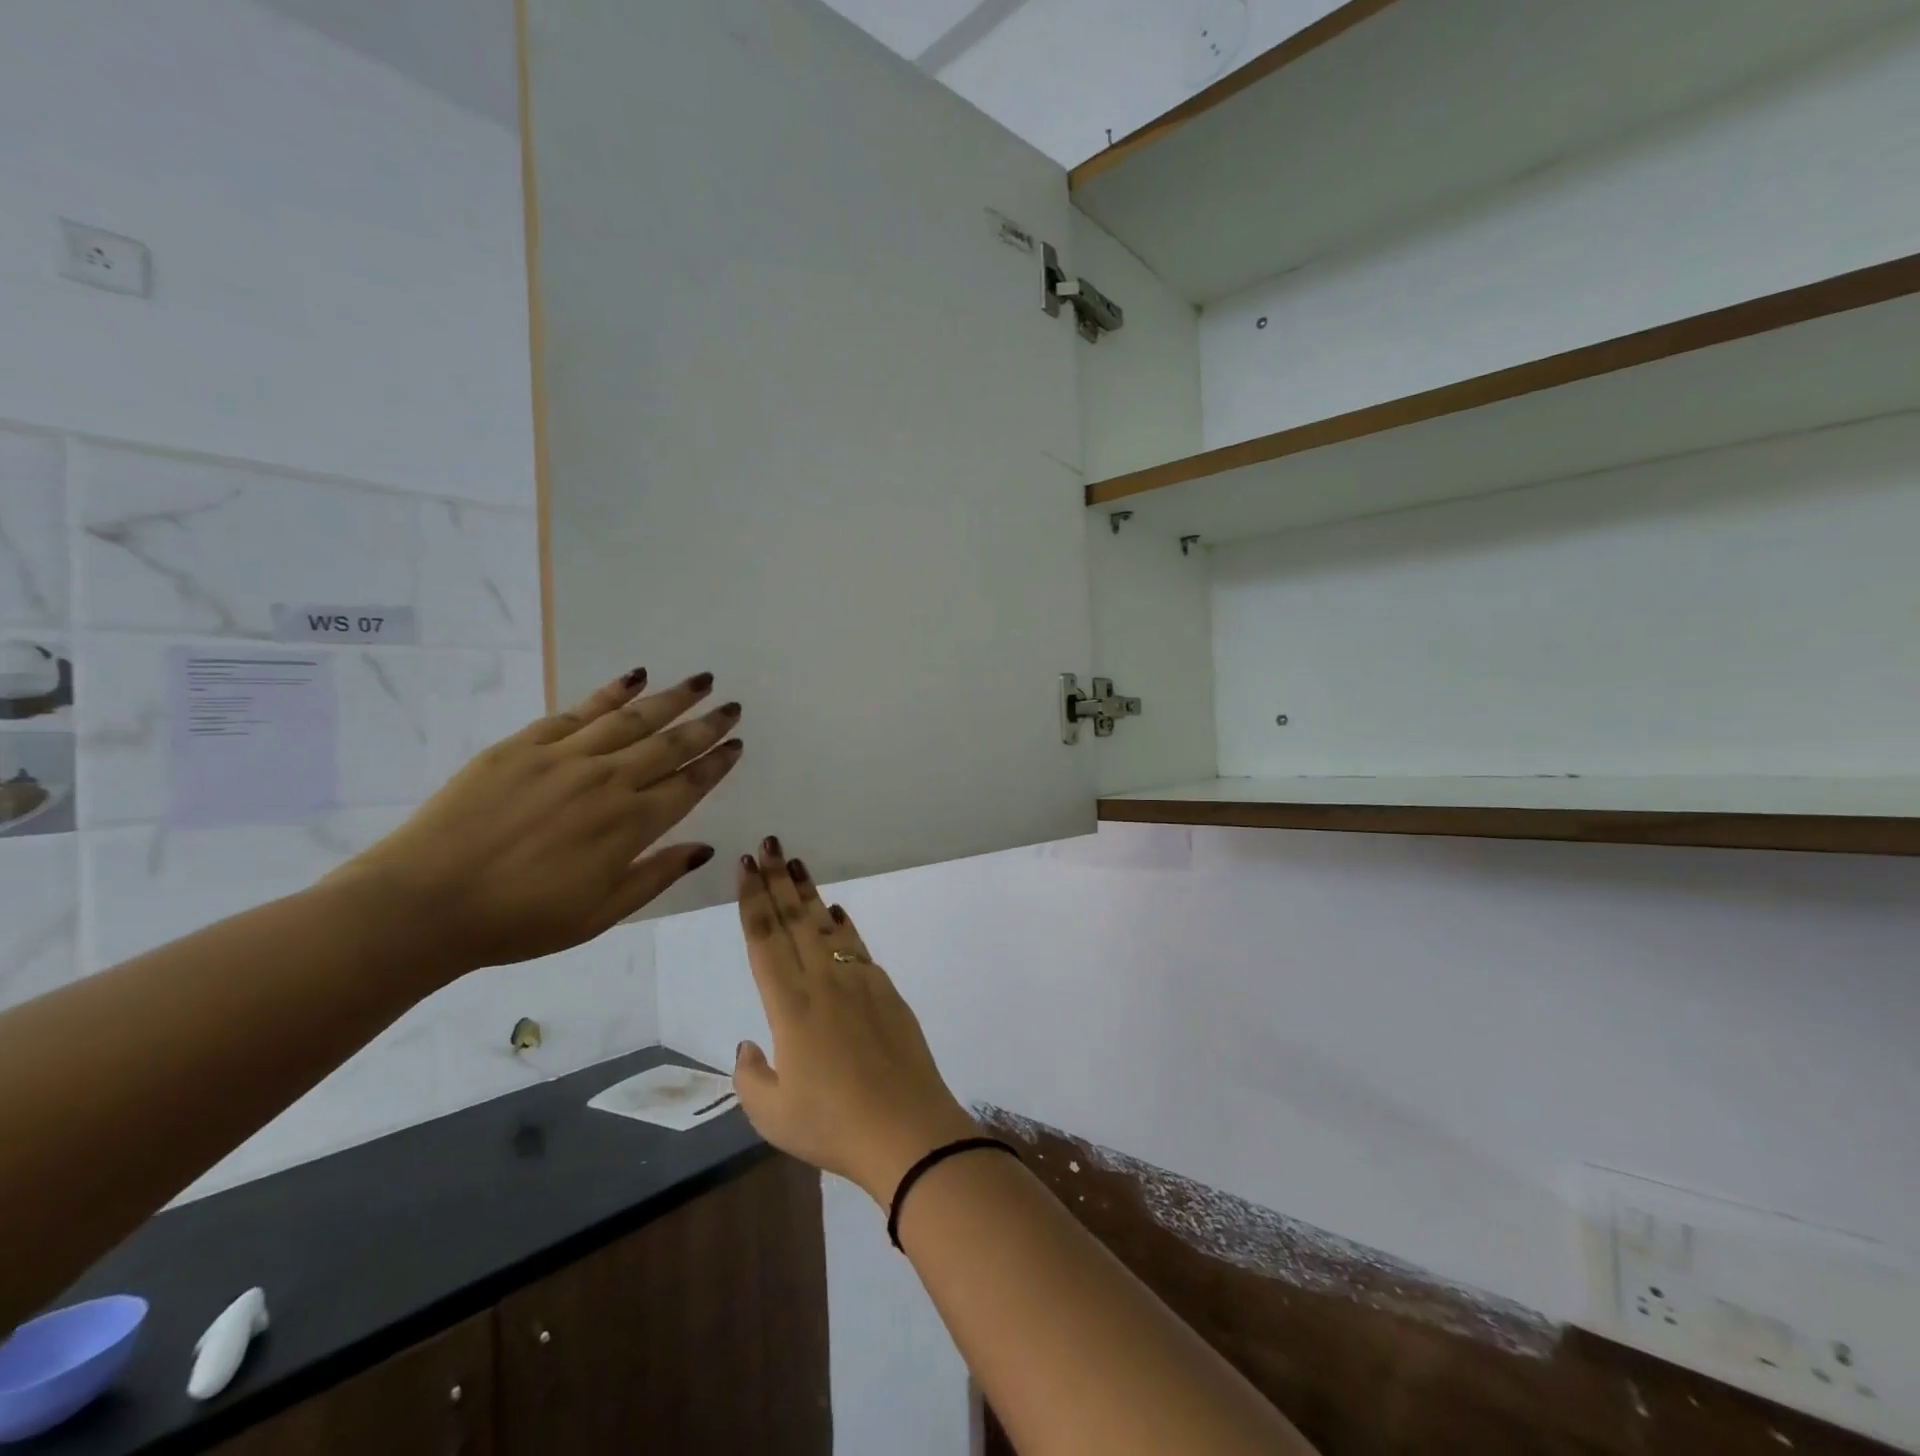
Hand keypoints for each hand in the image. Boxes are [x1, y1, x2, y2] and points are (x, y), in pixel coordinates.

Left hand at [332, 668, 742, 979]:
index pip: (689, 784)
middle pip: (670, 744)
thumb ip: (656, 875)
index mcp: (630, 826)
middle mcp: (608, 782)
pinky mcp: (524, 746)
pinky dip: (611, 693)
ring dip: (672, 698)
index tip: (737, 744)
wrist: (423, 904)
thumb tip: (705, 847)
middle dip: (707, 724)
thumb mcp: (601, 914)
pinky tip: (634, 678)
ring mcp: (565, 759)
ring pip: (632, 719)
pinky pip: (579, 712)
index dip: (717, 763)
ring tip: (701, 681)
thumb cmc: (519, 921)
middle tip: (733, 705)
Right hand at [732, 842, 978, 1204]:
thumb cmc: (833, 1126)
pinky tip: (836, 912)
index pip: (764, 939)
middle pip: (794, 920)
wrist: (907, 1130)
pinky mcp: (887, 990)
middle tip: (767, 843)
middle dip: (777, 879)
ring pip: (826, 925)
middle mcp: (823, 982)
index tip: (744, 866)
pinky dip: (843, 925)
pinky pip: (857, 946)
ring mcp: (859, 981)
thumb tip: (750, 1044)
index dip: (752, 899)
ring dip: (809, 892)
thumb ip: (751, 1076)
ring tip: (796, 862)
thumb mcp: (771, 1114)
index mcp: (789, 1006)